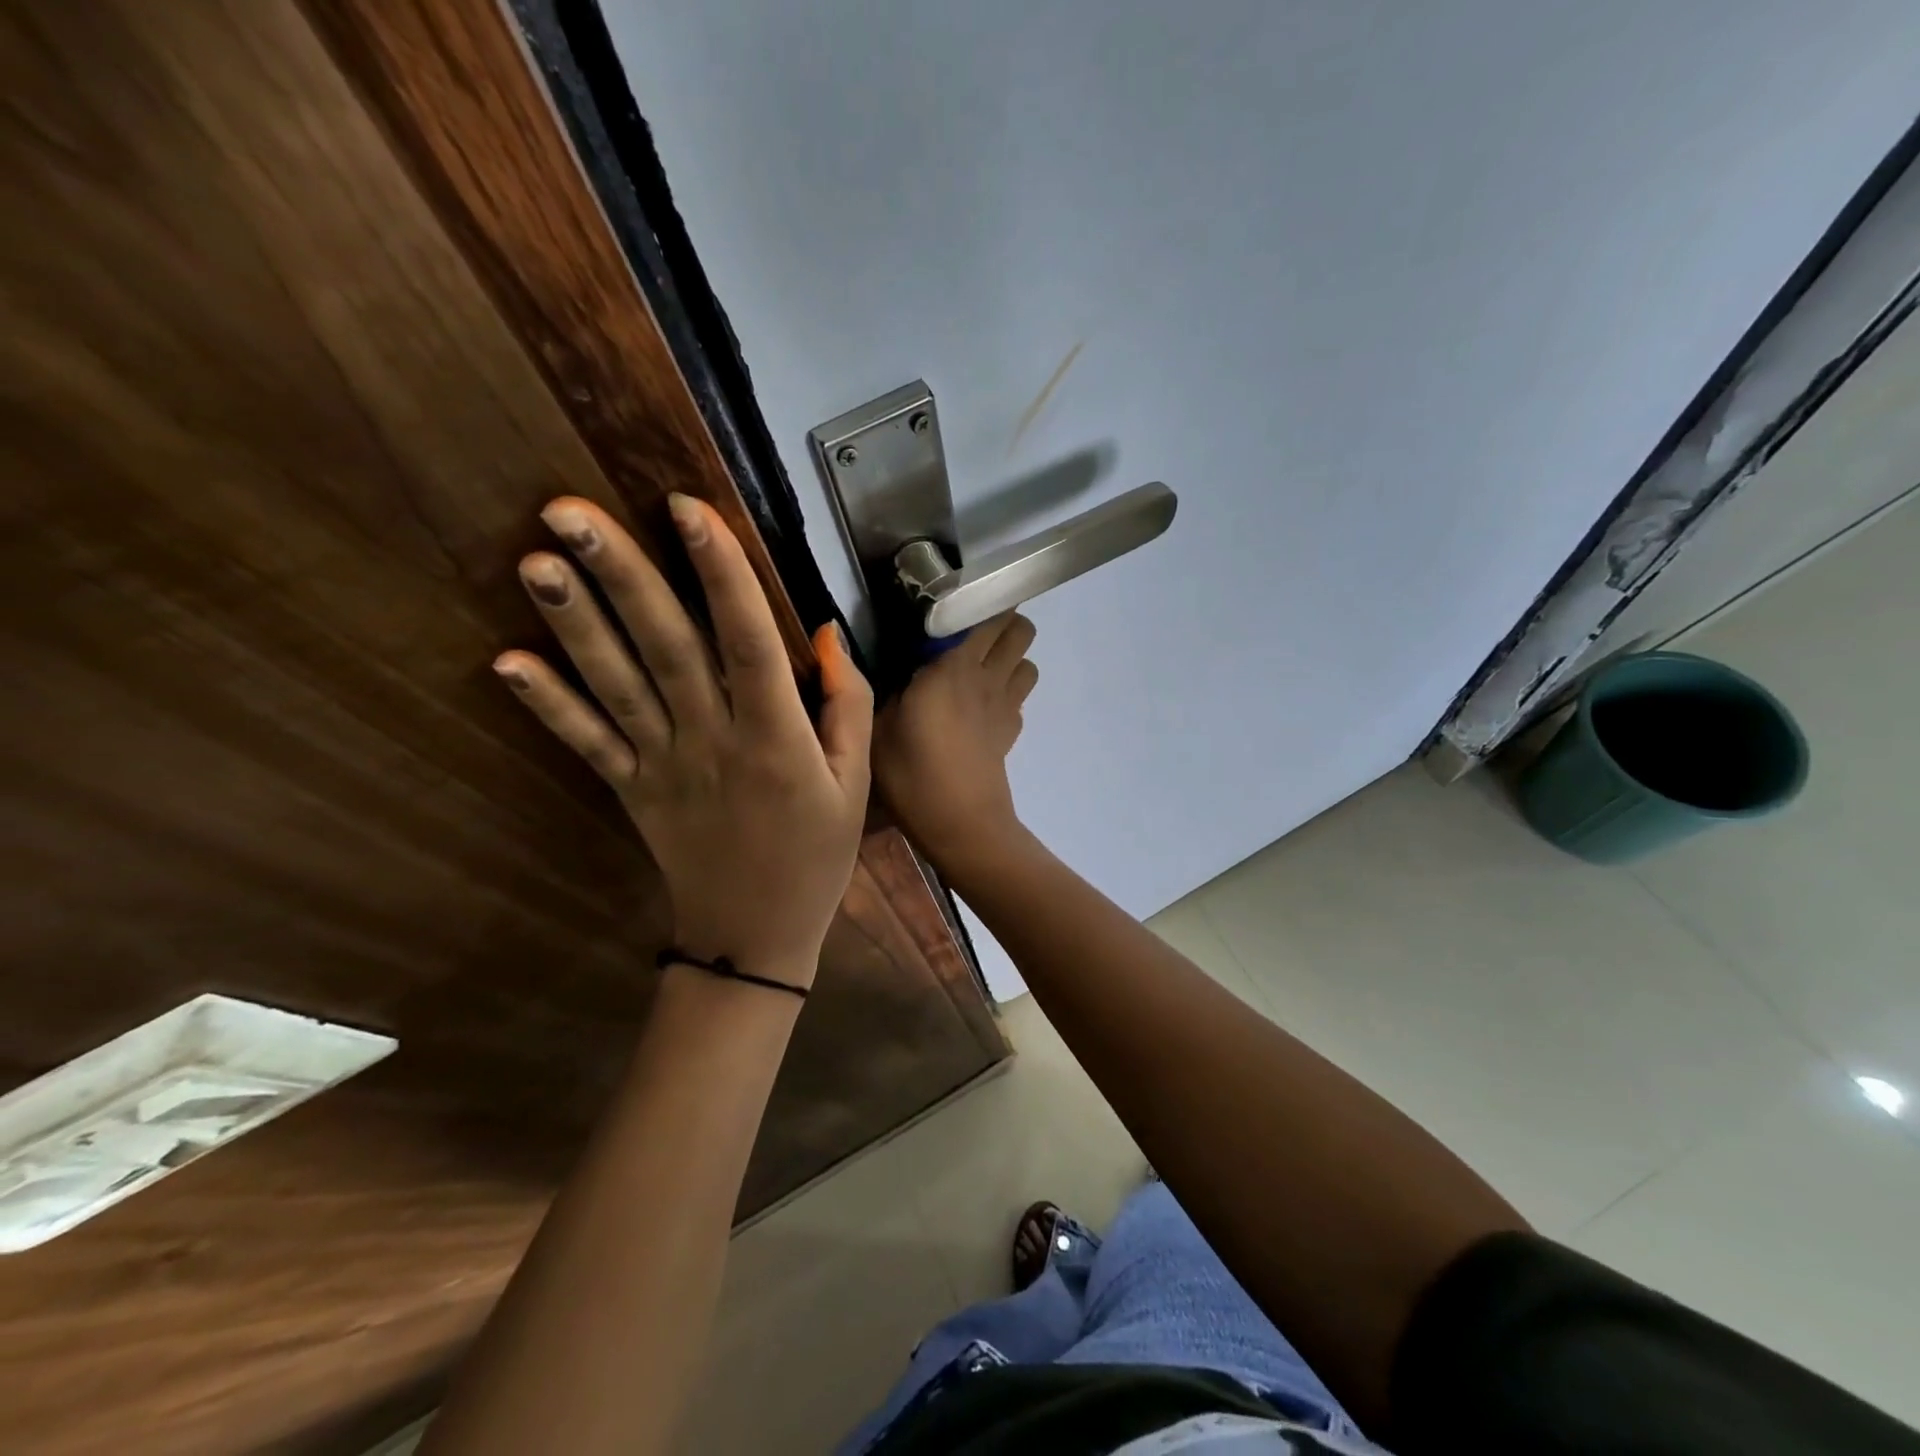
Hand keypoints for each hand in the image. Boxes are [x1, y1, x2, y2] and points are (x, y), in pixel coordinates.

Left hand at [493, 494, 871, 986]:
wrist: (755, 935)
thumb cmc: (815, 854)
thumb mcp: (855, 781)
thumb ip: (847, 704)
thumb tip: (823, 632)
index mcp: (776, 738)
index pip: (747, 641)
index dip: (719, 573)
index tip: (686, 508)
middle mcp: (713, 741)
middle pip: (666, 648)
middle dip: (622, 576)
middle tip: (569, 510)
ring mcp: (662, 766)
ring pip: (617, 686)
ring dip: (575, 624)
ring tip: (535, 561)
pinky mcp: (630, 790)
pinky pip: (586, 743)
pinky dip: (547, 704)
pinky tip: (507, 661)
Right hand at [873, 613, 1037, 870]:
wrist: (960, 825)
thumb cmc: (912, 774)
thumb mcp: (877, 727)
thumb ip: (883, 688)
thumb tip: (889, 666)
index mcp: (955, 667)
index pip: (987, 615)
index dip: (977, 604)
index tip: (951, 609)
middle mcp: (989, 677)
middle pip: (1021, 630)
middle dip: (1002, 625)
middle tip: (967, 637)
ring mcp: (1006, 706)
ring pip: (1028, 663)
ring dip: (1010, 660)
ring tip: (977, 672)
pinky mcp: (1011, 733)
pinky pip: (1019, 698)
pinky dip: (1007, 695)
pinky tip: (979, 712)